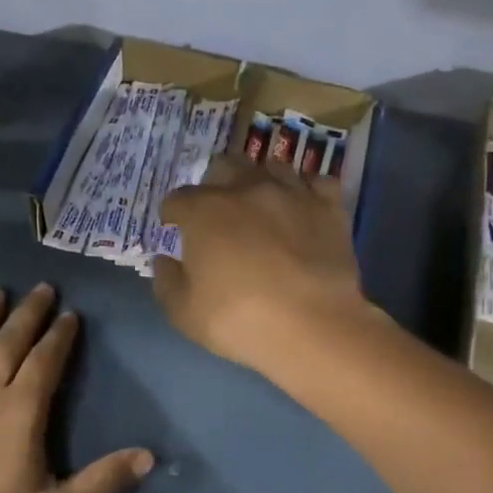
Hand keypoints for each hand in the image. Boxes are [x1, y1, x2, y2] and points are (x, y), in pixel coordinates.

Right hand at [153, 157, 370, 378]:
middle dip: (214, 183)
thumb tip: (164, 260)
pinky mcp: (328, 206)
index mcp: (204, 212)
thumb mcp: (184, 313)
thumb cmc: (239, 321)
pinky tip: (302, 205)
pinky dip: (306, 189)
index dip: (172, 214)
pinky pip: (317, 182)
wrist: (313, 326)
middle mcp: (246, 189)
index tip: (174, 228)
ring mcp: (291, 193)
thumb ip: (167, 282)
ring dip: (259, 180)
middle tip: (216, 210)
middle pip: (223, 166)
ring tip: (260, 203)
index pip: (177, 199)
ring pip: (271, 166)